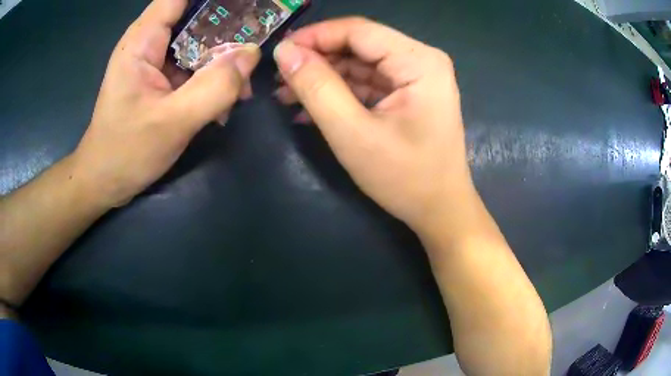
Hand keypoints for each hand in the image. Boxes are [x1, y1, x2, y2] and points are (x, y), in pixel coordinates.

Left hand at [73, 0, 259, 207]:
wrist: (104, 182)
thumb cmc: (125, 153)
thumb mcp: (172, 123)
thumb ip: (214, 87)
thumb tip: (251, 54)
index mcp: (143, 41)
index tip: (245, 5)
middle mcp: (150, 43)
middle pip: (195, 16)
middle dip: (227, 27)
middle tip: (256, 42)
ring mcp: (156, 61)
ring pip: (198, 42)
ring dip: (223, 58)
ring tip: (241, 85)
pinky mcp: (161, 79)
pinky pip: (194, 65)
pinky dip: (213, 77)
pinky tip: (225, 100)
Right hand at [273, 18, 473, 232]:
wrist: (439, 211)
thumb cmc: (405, 178)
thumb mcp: (353, 134)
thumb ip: (317, 88)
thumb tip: (285, 52)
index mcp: (419, 61)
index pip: (358, 30)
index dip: (314, 36)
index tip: (279, 52)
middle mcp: (421, 60)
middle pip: (358, 45)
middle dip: (316, 60)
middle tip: (279, 79)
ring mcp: (415, 77)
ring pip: (359, 64)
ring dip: (323, 78)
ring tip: (286, 96)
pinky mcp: (407, 93)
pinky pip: (367, 83)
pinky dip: (338, 93)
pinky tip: (310, 109)